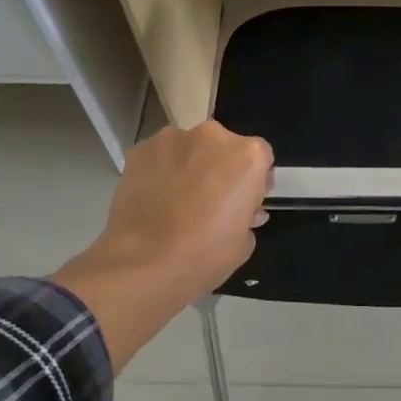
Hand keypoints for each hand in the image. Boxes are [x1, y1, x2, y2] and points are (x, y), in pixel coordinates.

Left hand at [55, 122, 272, 357]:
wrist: (141, 264)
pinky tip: (153, 200)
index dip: (253, 181)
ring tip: (175, 202)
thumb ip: (247, 215)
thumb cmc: (203, 255)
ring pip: (189, 148)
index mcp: (247, 155)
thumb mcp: (244, 242)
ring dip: (189, 166)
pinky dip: (160, 171)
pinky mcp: (140, 149)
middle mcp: (213, 135)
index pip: (261, 157)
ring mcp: (172, 138)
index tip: (242, 203)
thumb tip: (238, 210)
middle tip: (209, 201)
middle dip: (220, 167)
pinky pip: (160, 157)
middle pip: (223, 146)